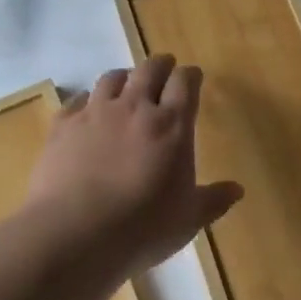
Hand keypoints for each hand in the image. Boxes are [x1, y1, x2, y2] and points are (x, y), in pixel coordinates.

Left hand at [25, 55, 243, 271]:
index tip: (193, 78)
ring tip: (127, 85)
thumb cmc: (142, 227)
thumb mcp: (188, 219)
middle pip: (150, 69)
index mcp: (172, 124)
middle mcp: (135, 107)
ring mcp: (96, 113)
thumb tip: (237, 190)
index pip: (185, 82)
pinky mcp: (63, 126)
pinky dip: (87, 100)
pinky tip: (88, 111)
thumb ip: (213, 200)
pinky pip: (77, 100)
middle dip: (161, 65)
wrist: (75, 233)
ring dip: (124, 77)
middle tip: (165, 70)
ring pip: (112, 77)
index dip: (190, 76)